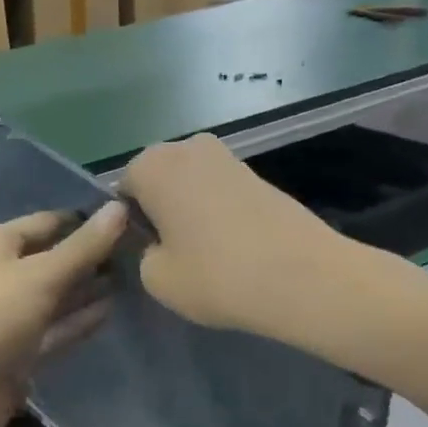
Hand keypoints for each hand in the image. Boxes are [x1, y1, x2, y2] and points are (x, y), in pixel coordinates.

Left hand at [0, 203, 127, 426]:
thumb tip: (119, 206)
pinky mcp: (19, 351)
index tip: (131, 218)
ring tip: (137, 277)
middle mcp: (1, 273)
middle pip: (53, 258)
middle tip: (143, 250)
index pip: (48, 222)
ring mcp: (10, 315)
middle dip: (92, 255)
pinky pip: (55, 328)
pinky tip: (113, 311)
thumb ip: (83, 246)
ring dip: (90, 288)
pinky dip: (80, 320)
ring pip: (57, 295)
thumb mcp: (39, 276)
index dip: (86, 220)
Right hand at [121, 134, 363, 336]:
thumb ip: (142, 253)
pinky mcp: (257, 172)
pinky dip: (217, 211)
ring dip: (188, 209)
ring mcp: (225, 155)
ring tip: (204, 251)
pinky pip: (218, 190)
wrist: (306, 277)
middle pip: (157, 179)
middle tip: (170, 251)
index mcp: (151, 165)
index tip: (143, 253)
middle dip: (158, 209)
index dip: (128, 223)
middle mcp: (185, 147)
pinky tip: (231, 245)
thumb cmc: (217, 275)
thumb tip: (157, 243)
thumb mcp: (156, 278)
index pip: (121, 191)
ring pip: (189, 183)